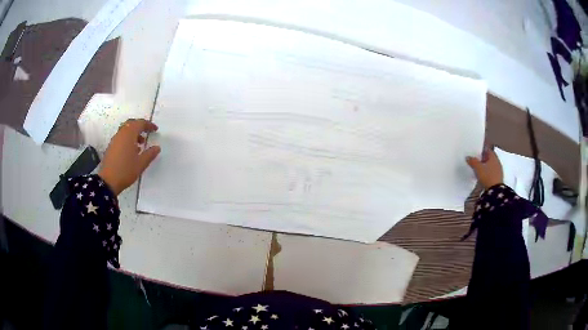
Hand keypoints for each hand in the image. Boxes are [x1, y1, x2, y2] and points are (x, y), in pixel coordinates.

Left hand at [98, 119, 160, 194]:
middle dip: (140, 126)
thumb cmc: (125, 170)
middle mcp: (121, 134)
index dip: (149, 125)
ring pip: (125, 130)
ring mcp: (114, 140)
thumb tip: (157, 147)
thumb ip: (150, 154)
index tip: (155, 130)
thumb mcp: (141, 163)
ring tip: (140, 144)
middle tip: (147, 132)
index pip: (140, 123)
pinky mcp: (111, 147)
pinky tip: (131, 150)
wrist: (108, 181)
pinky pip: (121, 137)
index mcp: (129, 134)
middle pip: (131, 123)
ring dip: (133, 133)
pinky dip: (128, 139)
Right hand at [466, 147, 502, 189]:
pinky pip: (493, 172)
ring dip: (486, 166)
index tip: (477, 153)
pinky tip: (484, 176)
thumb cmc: (487, 176)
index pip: (488, 150)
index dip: (482, 151)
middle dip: (484, 159)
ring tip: (480, 170)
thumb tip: (468, 157)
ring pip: (491, 165)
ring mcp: (499, 170)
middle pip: (490, 158)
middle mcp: (497, 162)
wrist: (495, 191)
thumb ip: (473, 162)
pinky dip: (489, 173)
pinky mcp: (498, 178)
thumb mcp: (478, 168)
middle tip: (477, 161)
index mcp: (493, 157)